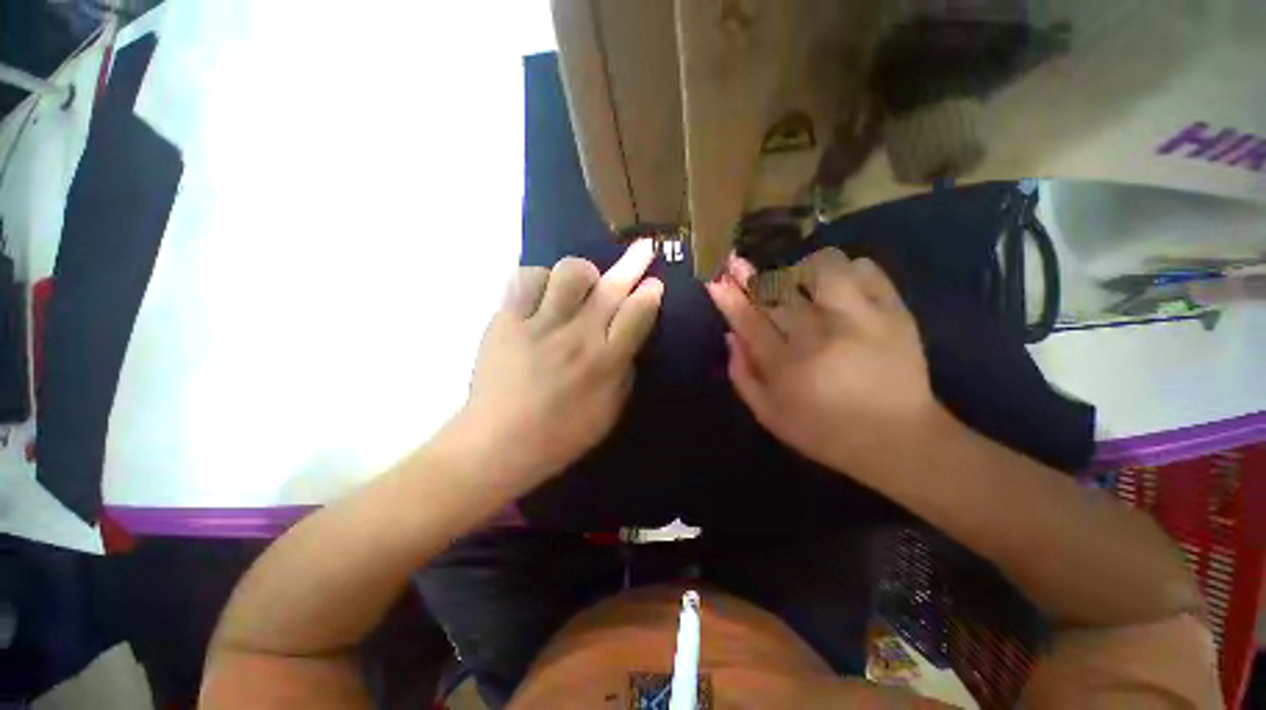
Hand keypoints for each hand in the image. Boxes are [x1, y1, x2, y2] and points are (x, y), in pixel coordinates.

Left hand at [456, 241, 662, 484]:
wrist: (498, 444)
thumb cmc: (561, 435)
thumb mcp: (609, 414)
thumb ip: (623, 374)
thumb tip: (627, 343)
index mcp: (605, 363)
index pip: (636, 316)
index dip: (649, 295)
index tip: (654, 283)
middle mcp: (577, 337)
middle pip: (611, 289)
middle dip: (633, 264)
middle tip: (644, 247)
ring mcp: (540, 325)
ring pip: (569, 273)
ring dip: (582, 273)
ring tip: (580, 284)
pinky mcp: (507, 320)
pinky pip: (526, 279)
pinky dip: (539, 279)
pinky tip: (541, 295)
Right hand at [706, 248, 937, 477]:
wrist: (898, 440)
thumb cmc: (824, 432)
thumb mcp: (769, 415)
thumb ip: (743, 375)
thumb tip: (731, 335)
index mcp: (786, 363)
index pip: (747, 319)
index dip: (727, 296)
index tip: (714, 277)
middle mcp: (818, 334)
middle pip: (776, 291)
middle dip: (749, 274)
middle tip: (736, 263)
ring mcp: (859, 318)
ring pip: (821, 268)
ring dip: (799, 269)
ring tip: (797, 280)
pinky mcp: (893, 312)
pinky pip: (866, 270)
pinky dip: (847, 268)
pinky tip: (840, 283)